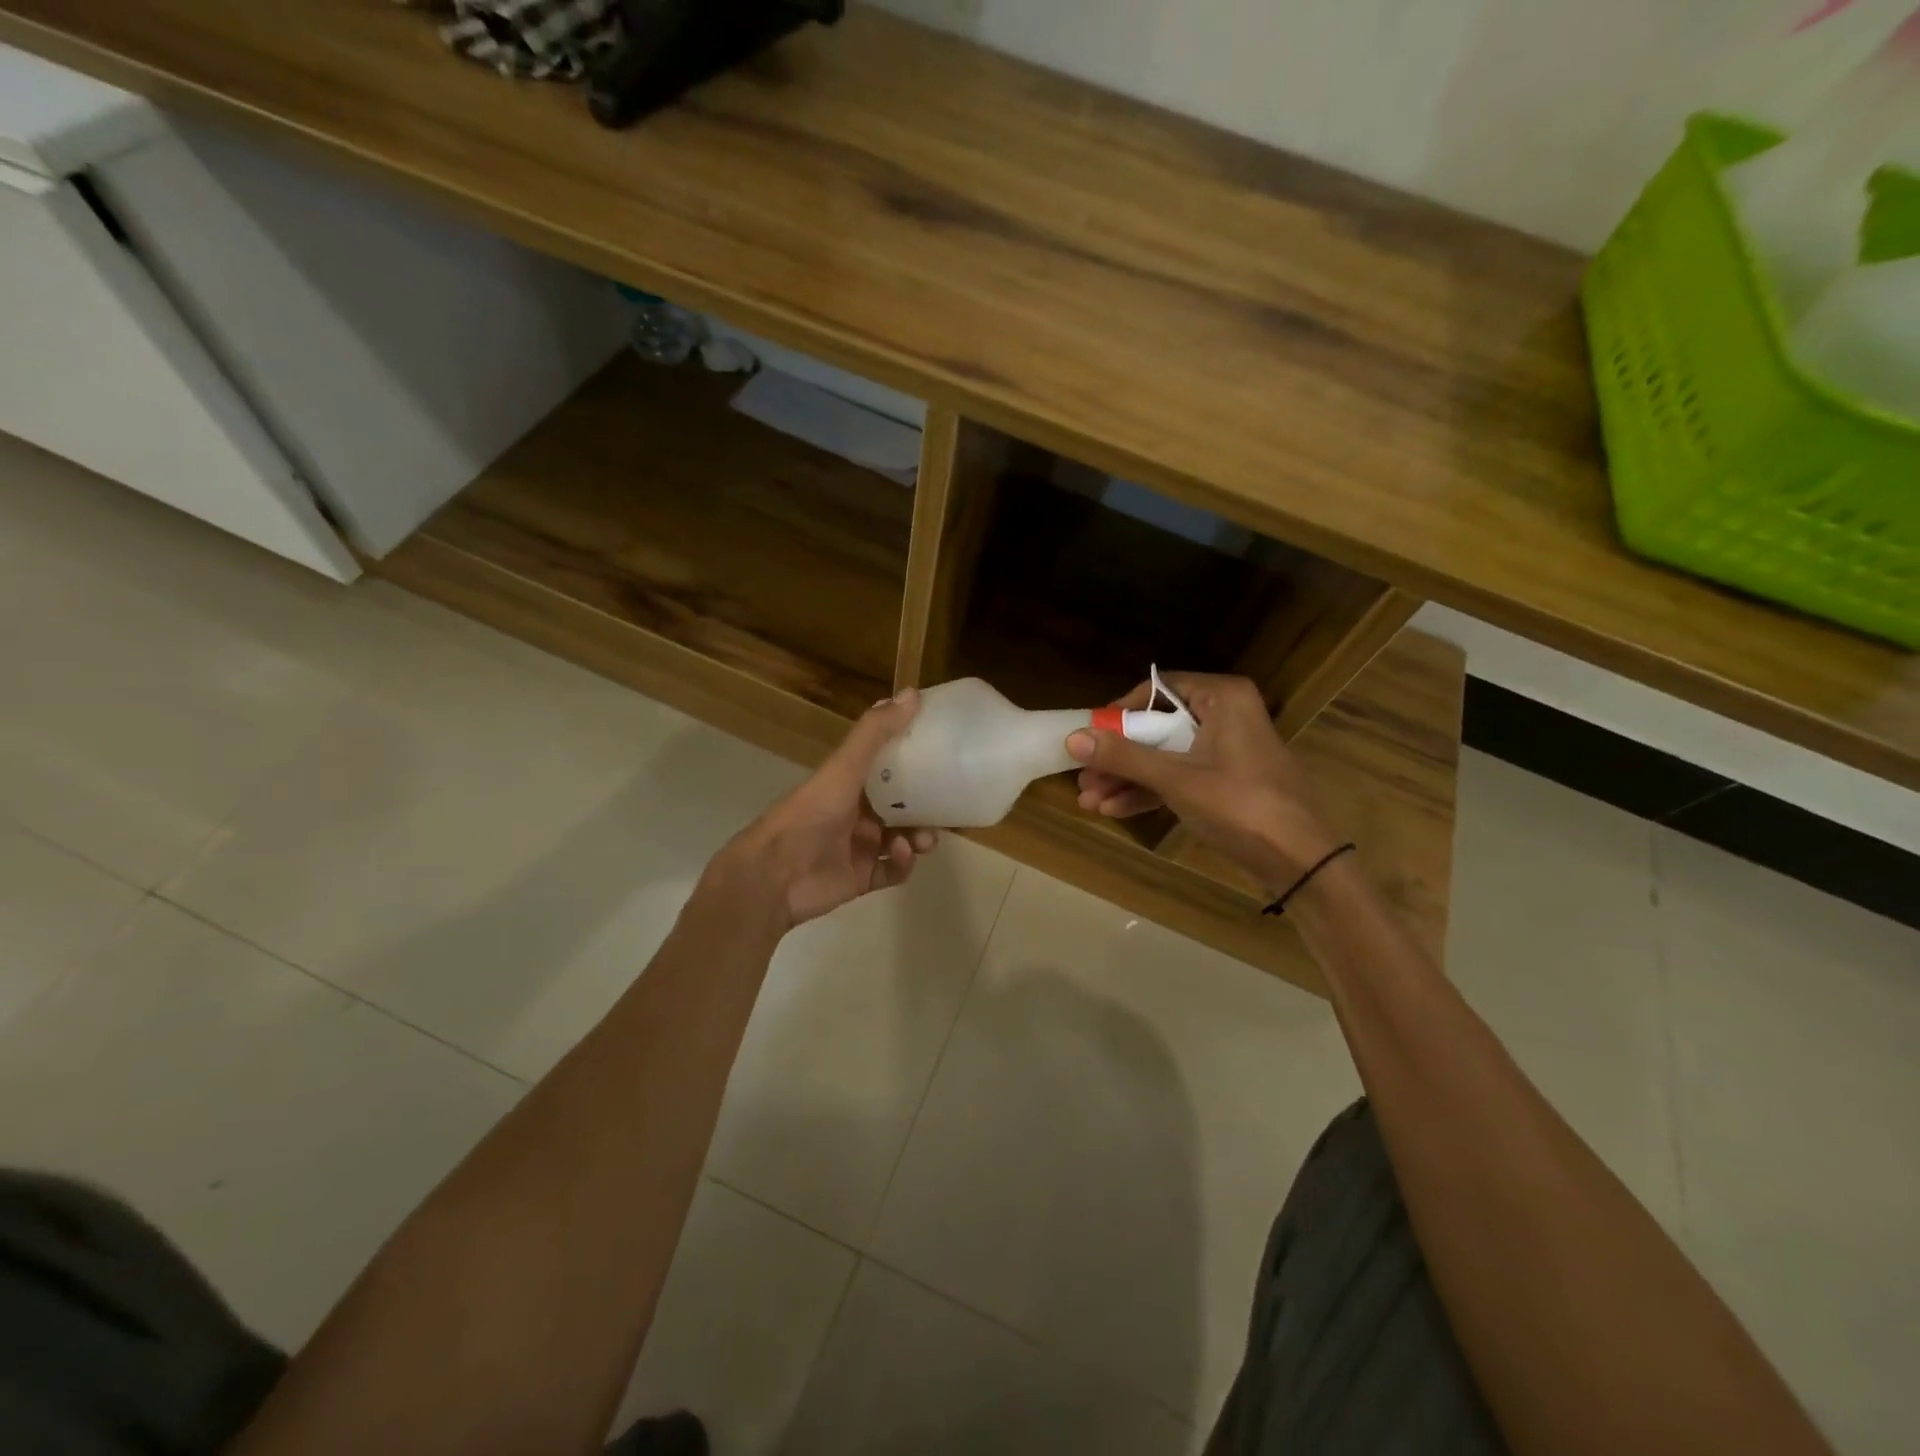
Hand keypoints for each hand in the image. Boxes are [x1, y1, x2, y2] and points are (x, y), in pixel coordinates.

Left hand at [716, 691, 938, 929]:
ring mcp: (858, 847)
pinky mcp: (861, 878)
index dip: (914, 760)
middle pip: (901, 806)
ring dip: (919, 836)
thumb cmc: (811, 814)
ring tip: (926, 839)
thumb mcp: (844, 767)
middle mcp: (855, 812)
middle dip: (925, 806)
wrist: (775, 875)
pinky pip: (892, 871)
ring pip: (902, 838)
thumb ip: (876, 732)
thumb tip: (914, 693)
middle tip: (946, 807)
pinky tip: (901, 854)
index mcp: (849, 783)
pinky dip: (902, 863)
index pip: (888, 767)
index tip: (943, 755)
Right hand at [1066, 673, 1339, 892]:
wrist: (1299, 859)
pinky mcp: (1224, 781)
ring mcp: (1224, 750)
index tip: (1091, 737)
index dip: (1120, 712)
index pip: (1158, 689)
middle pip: (1156, 727)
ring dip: (1127, 778)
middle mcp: (1224, 715)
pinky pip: (1178, 777)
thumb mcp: (1175, 778)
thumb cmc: (1239, 804)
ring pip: (1164, 756)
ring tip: (1089, 802)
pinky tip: (1114, 810)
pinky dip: (1149, 791)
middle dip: (1117, 757)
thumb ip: (1123, 757)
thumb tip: (1071, 738)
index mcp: (1221, 697)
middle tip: (1083, 778)